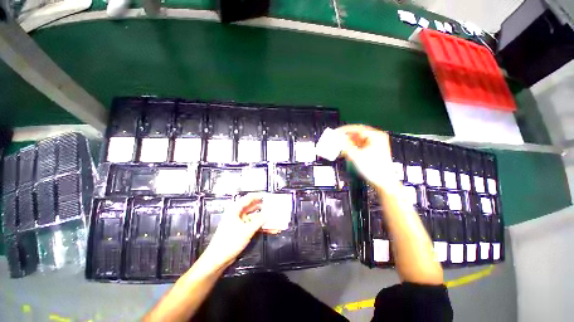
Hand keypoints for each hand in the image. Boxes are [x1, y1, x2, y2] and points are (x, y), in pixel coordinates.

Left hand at [201, 194, 266, 267]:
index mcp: (235, 209)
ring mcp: (239, 222)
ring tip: (274, 219)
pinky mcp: (241, 230)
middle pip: (252, 207)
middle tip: (273, 207)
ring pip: (254, 217)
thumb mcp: (247, 230)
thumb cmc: (229, 241)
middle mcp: (237, 214)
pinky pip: (252, 225)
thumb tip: (268, 215)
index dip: (258, 196)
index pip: (248, 198)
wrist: (218, 259)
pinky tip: (270, 229)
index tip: (268, 196)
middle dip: (263, 207)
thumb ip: (259, 221)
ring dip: (263, 219)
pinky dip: (260, 227)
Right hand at [336, 125, 394, 189]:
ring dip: (347, 144)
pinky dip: (351, 149)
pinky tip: (345, 152)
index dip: (344, 130)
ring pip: (357, 141)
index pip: (357, 128)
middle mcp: (376, 138)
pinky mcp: (371, 151)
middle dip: (345, 138)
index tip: (335, 132)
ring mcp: (374, 145)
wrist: (383, 182)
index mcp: (375, 136)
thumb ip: (345, 145)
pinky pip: (358, 147)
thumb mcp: (356, 155)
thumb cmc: (373, 169)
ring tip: (338, 147)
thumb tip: (337, 138)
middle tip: (335, 139)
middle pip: (356, 134)